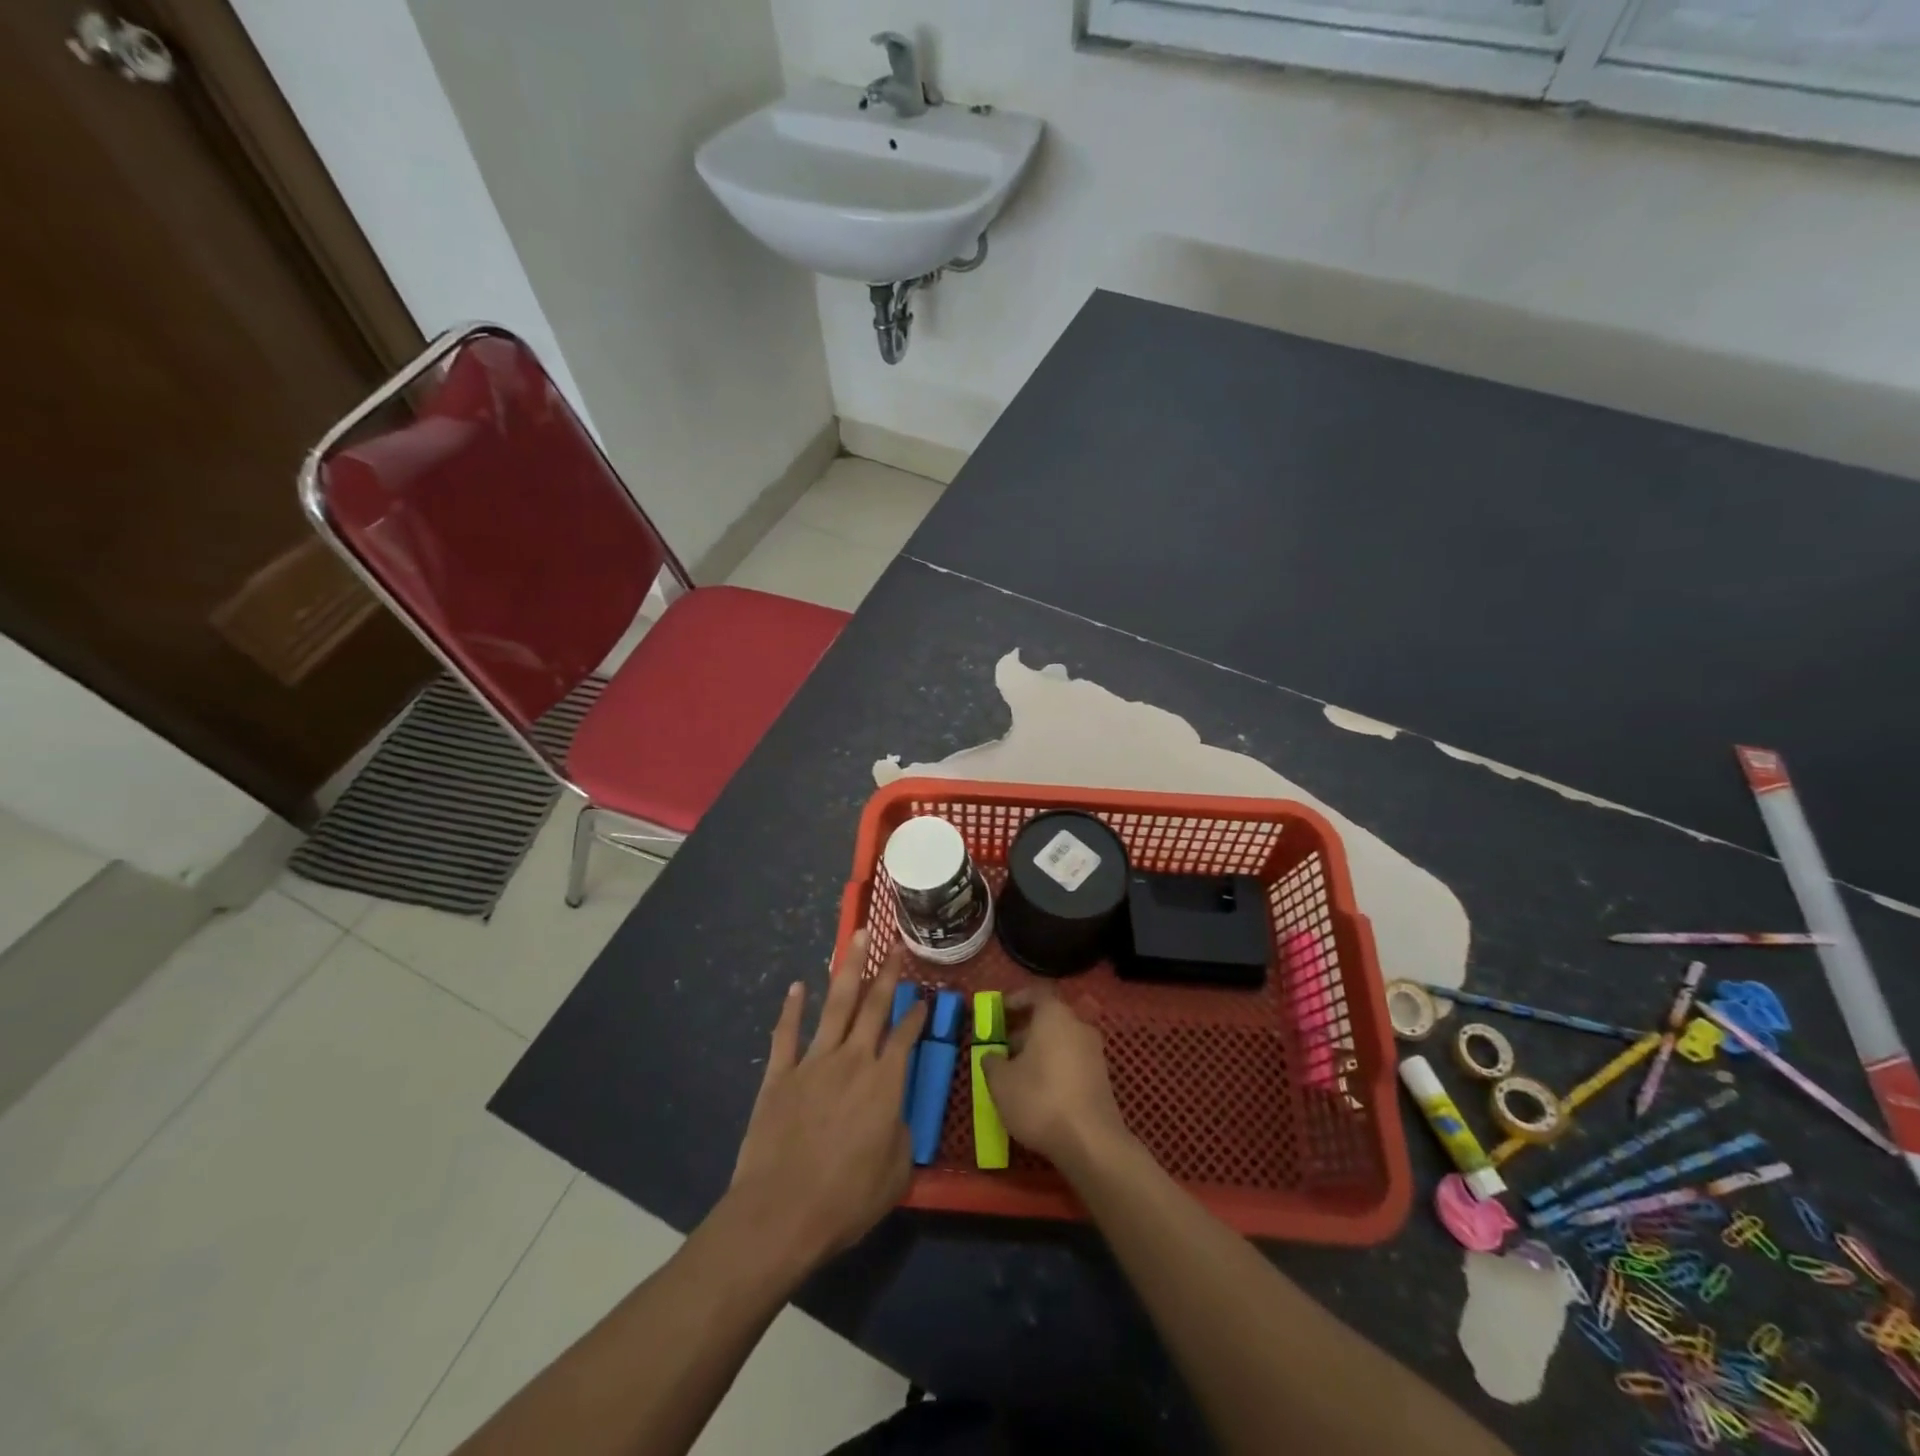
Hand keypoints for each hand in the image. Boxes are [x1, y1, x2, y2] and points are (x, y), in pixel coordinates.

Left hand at [727, 932, 925, 1271]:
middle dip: (887, 972)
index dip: (917, 1015)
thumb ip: (900, 1135)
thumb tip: (894, 1116)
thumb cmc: (845, 1201)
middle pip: (874, 1006)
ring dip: (848, 969)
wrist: (780, 1214)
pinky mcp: (780, 1074)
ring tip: (857, 938)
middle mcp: (853, 1060)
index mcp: (885, 1083)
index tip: (923, 998)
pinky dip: (792, 1008)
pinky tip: (797, 986)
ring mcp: (813, 1062)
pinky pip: (787, 1033)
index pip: (906, 1036)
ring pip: (835, 1005)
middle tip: (895, 944)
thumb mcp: (895, 1174)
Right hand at [981, 987, 1131, 1171]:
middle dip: (1025, 1030)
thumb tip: (992, 1055)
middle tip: (1003, 1047)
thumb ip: (992, 1062)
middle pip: (1049, 1018)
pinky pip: (1073, 1061)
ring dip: (1039, 1050)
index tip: (999, 1013)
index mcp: (1054, 1015)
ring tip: (1017, 1073)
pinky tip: (1040, 1091)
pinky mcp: (1102, 1078)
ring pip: (1061, 1041)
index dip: (1015, 1000)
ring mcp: (1094, 1052)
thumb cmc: (1040, 1099)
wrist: (1091, 1142)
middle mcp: (1078, 1025)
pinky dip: (1056, 1067)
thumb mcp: (1001, 1082)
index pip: (1036, 993)